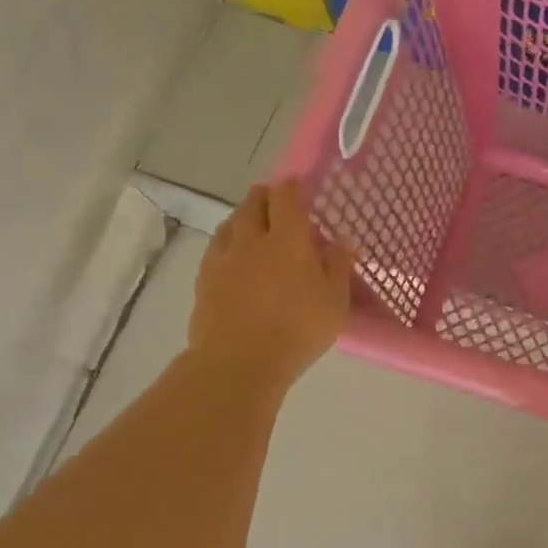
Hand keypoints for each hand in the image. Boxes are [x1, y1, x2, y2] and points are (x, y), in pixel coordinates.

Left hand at [187, 179, 353, 396]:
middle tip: (277, 202)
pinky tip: (234, 256)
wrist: (238, 362)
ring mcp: (224, 258)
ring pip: (231, 223)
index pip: (286, 197)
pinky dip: (228, 242)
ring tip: (255, 226)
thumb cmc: (297, 331)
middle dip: (265, 196)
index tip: (298, 184)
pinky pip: (217, 248)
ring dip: (244, 217)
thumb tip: (342, 241)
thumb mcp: (335, 303)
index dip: (292, 186)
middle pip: (254, 203)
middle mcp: (252, 240)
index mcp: (288, 240)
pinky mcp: (204, 279)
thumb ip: (339, 268)